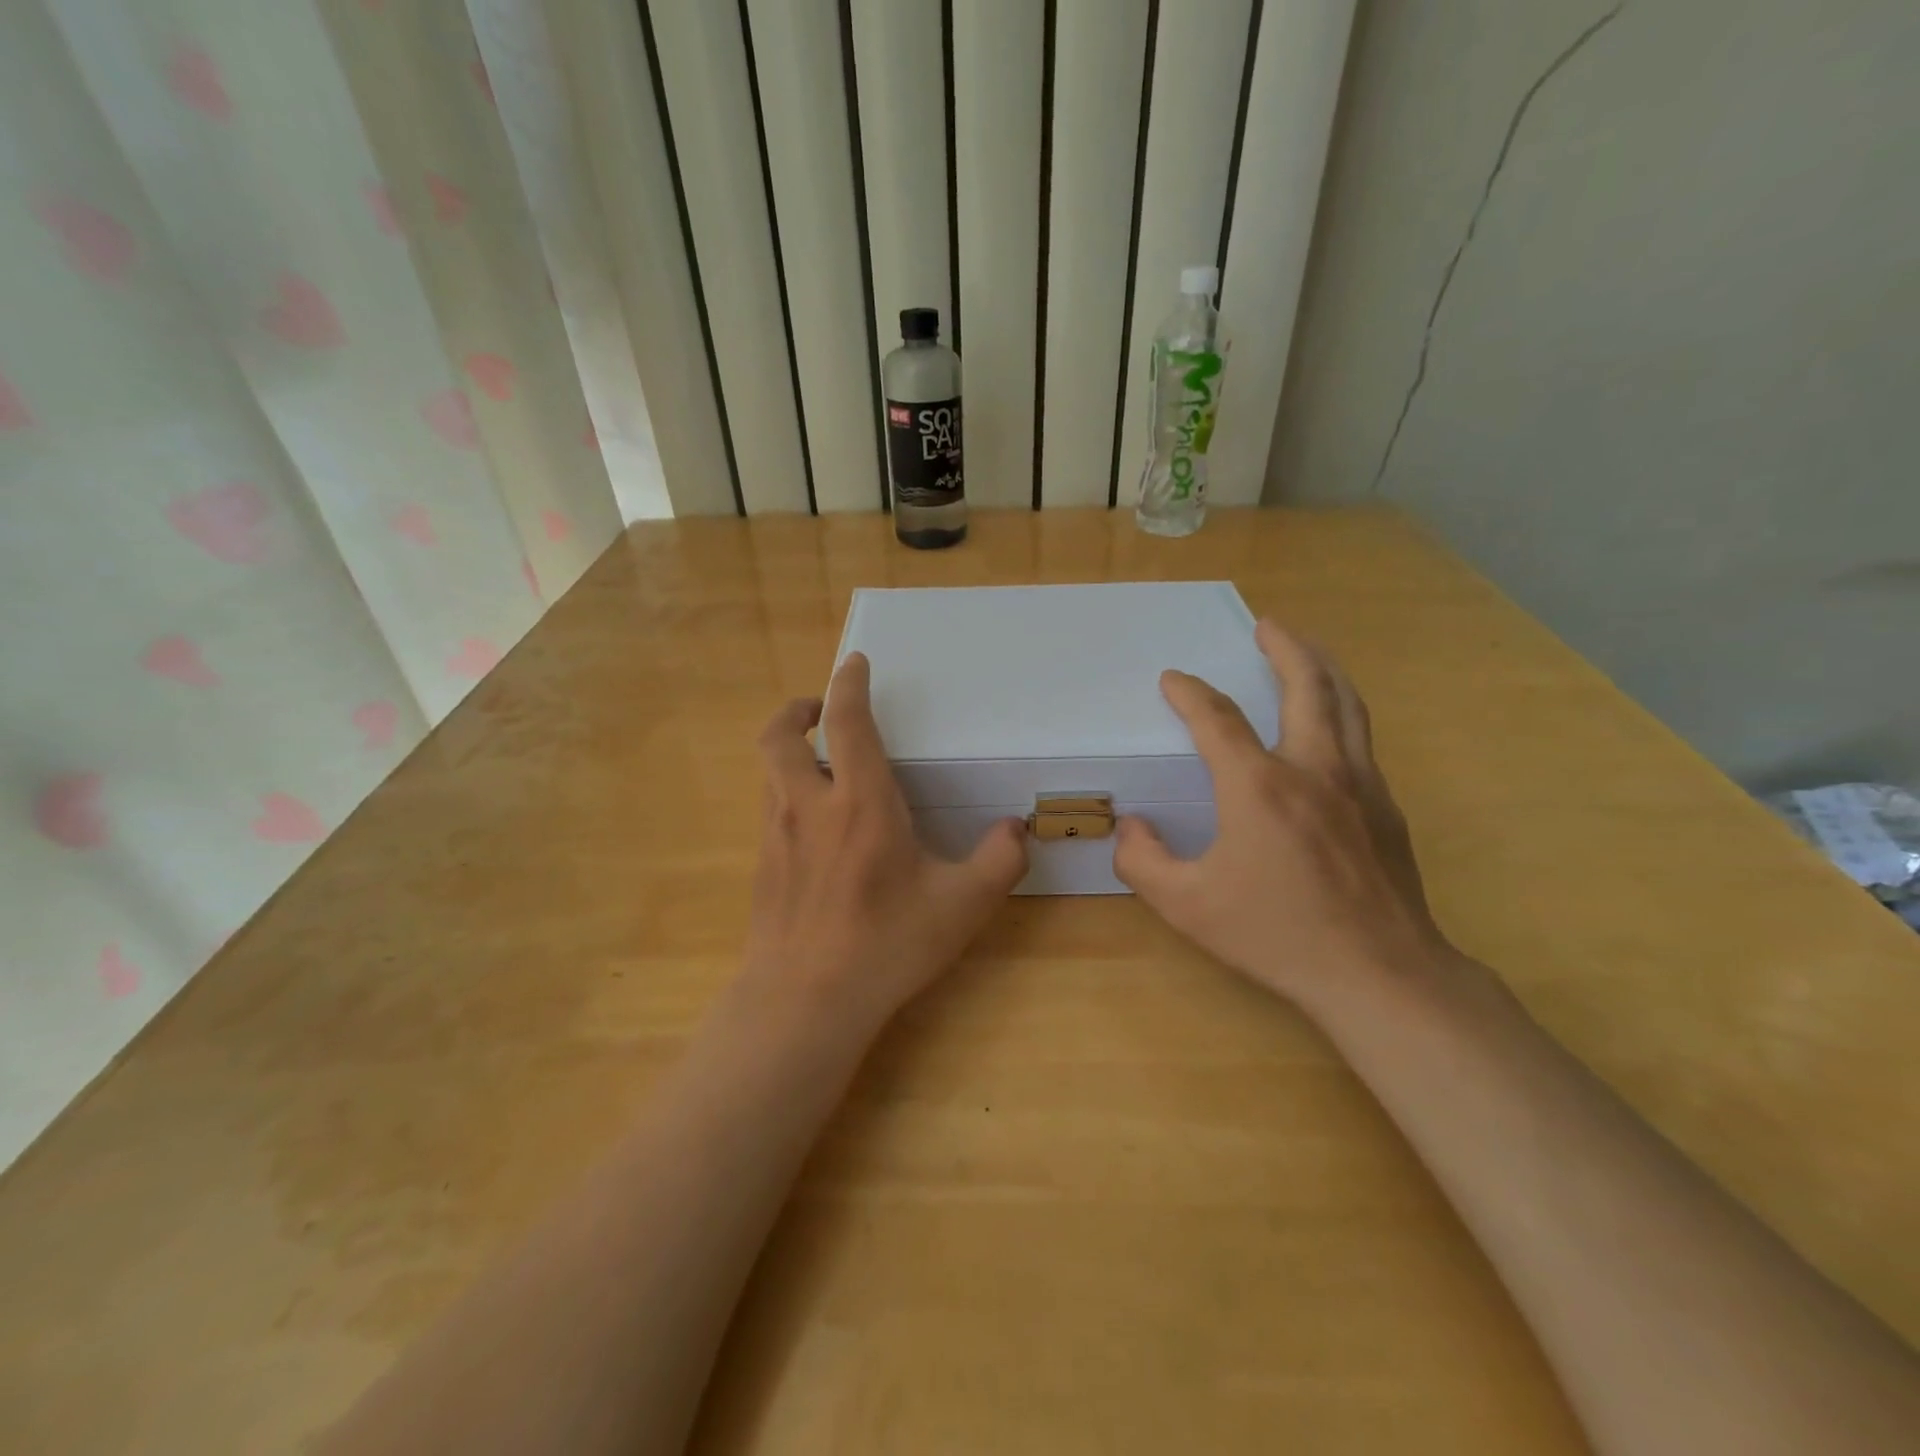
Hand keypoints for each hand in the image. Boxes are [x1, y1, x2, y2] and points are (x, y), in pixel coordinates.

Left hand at [744, 652, 1028, 1027]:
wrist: (803, 1001)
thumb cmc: (886, 945)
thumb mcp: (961, 906)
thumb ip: (999, 861)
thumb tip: (1017, 829)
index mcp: (861, 802)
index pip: (846, 721)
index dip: (848, 682)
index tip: (854, 662)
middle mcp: (810, 806)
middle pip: (780, 735)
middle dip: (796, 709)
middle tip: (820, 709)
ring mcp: (776, 835)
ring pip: (769, 771)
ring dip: (789, 751)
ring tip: (820, 763)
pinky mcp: (762, 865)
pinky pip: (769, 809)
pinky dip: (786, 793)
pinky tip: (814, 826)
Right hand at [1114, 621, 1449, 1015]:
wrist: (1378, 973)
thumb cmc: (1275, 934)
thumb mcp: (1186, 905)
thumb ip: (1143, 861)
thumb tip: (1132, 827)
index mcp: (1258, 786)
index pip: (1217, 719)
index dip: (1190, 693)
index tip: (1173, 680)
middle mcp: (1312, 768)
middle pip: (1306, 684)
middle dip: (1284, 646)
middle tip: (1267, 625)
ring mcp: (1359, 783)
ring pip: (1346, 703)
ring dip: (1322, 667)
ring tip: (1305, 649)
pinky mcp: (1386, 806)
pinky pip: (1360, 738)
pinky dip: (1341, 710)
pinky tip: (1329, 726)